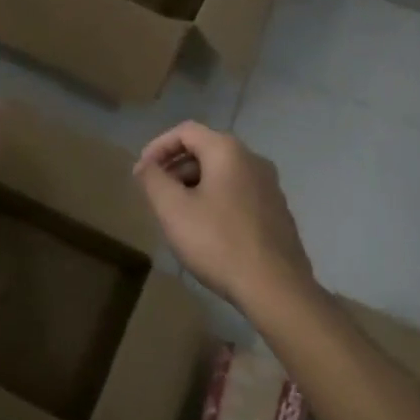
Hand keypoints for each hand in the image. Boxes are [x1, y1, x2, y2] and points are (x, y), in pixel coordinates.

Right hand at [133, 122, 315, 312]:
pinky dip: (215, 199)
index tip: (142, 172)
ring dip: (194, 185)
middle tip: (156, 193)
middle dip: (175, 167)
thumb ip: (153, 179)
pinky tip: (206, 230)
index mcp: (228, 151)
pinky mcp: (277, 212)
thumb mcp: (172, 209)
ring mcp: (270, 186)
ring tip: (177, 213)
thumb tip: (145, 165)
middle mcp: (253, 160)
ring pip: (222, 173)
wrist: (276, 289)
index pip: (185, 131)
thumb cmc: (218, 242)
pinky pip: (238, 193)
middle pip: (205, 150)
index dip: (158, 147)